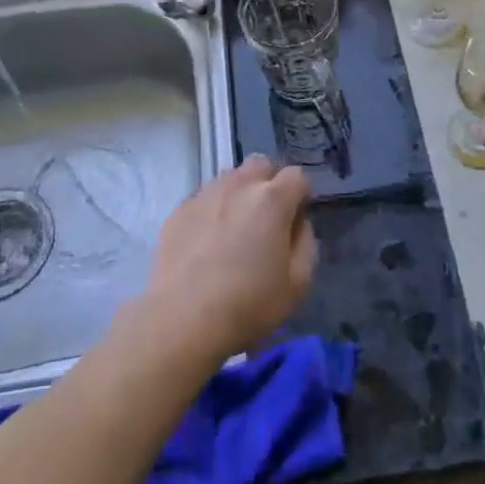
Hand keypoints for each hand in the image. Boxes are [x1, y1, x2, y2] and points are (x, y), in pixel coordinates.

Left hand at [139, 157, 316, 366]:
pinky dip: (212, 211)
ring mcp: (205, 195)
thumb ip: (305, 243)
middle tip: (266, 219)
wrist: (182, 319)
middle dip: (269, 183)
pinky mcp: (178, 211)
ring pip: (230, 178)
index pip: (297, 176)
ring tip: (234, 231)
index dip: (300, 196)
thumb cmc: (248, 304)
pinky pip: (204, 198)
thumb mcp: (298, 284)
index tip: (294, 222)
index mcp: (272, 199)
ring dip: (239, 194)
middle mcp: (238, 186)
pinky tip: (206, 243)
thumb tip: (297, 224)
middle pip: (261, 164)